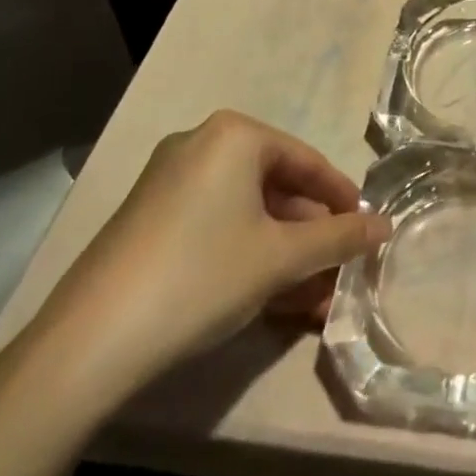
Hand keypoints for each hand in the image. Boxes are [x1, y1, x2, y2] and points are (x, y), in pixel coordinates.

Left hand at [9, 111, 390, 422]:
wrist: (90, 341)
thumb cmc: (202, 276)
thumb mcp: (282, 257)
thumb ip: (339, 238)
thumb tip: (386, 226)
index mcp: (234, 135)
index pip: (307, 161)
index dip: (342, 199)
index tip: (366, 232)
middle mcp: (200, 143)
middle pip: (276, 186)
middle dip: (310, 235)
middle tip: (337, 273)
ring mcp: (169, 180)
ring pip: (246, 211)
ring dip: (283, 252)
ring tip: (311, 299)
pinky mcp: (149, 217)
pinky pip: (215, 225)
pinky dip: (246, 254)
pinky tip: (267, 298)